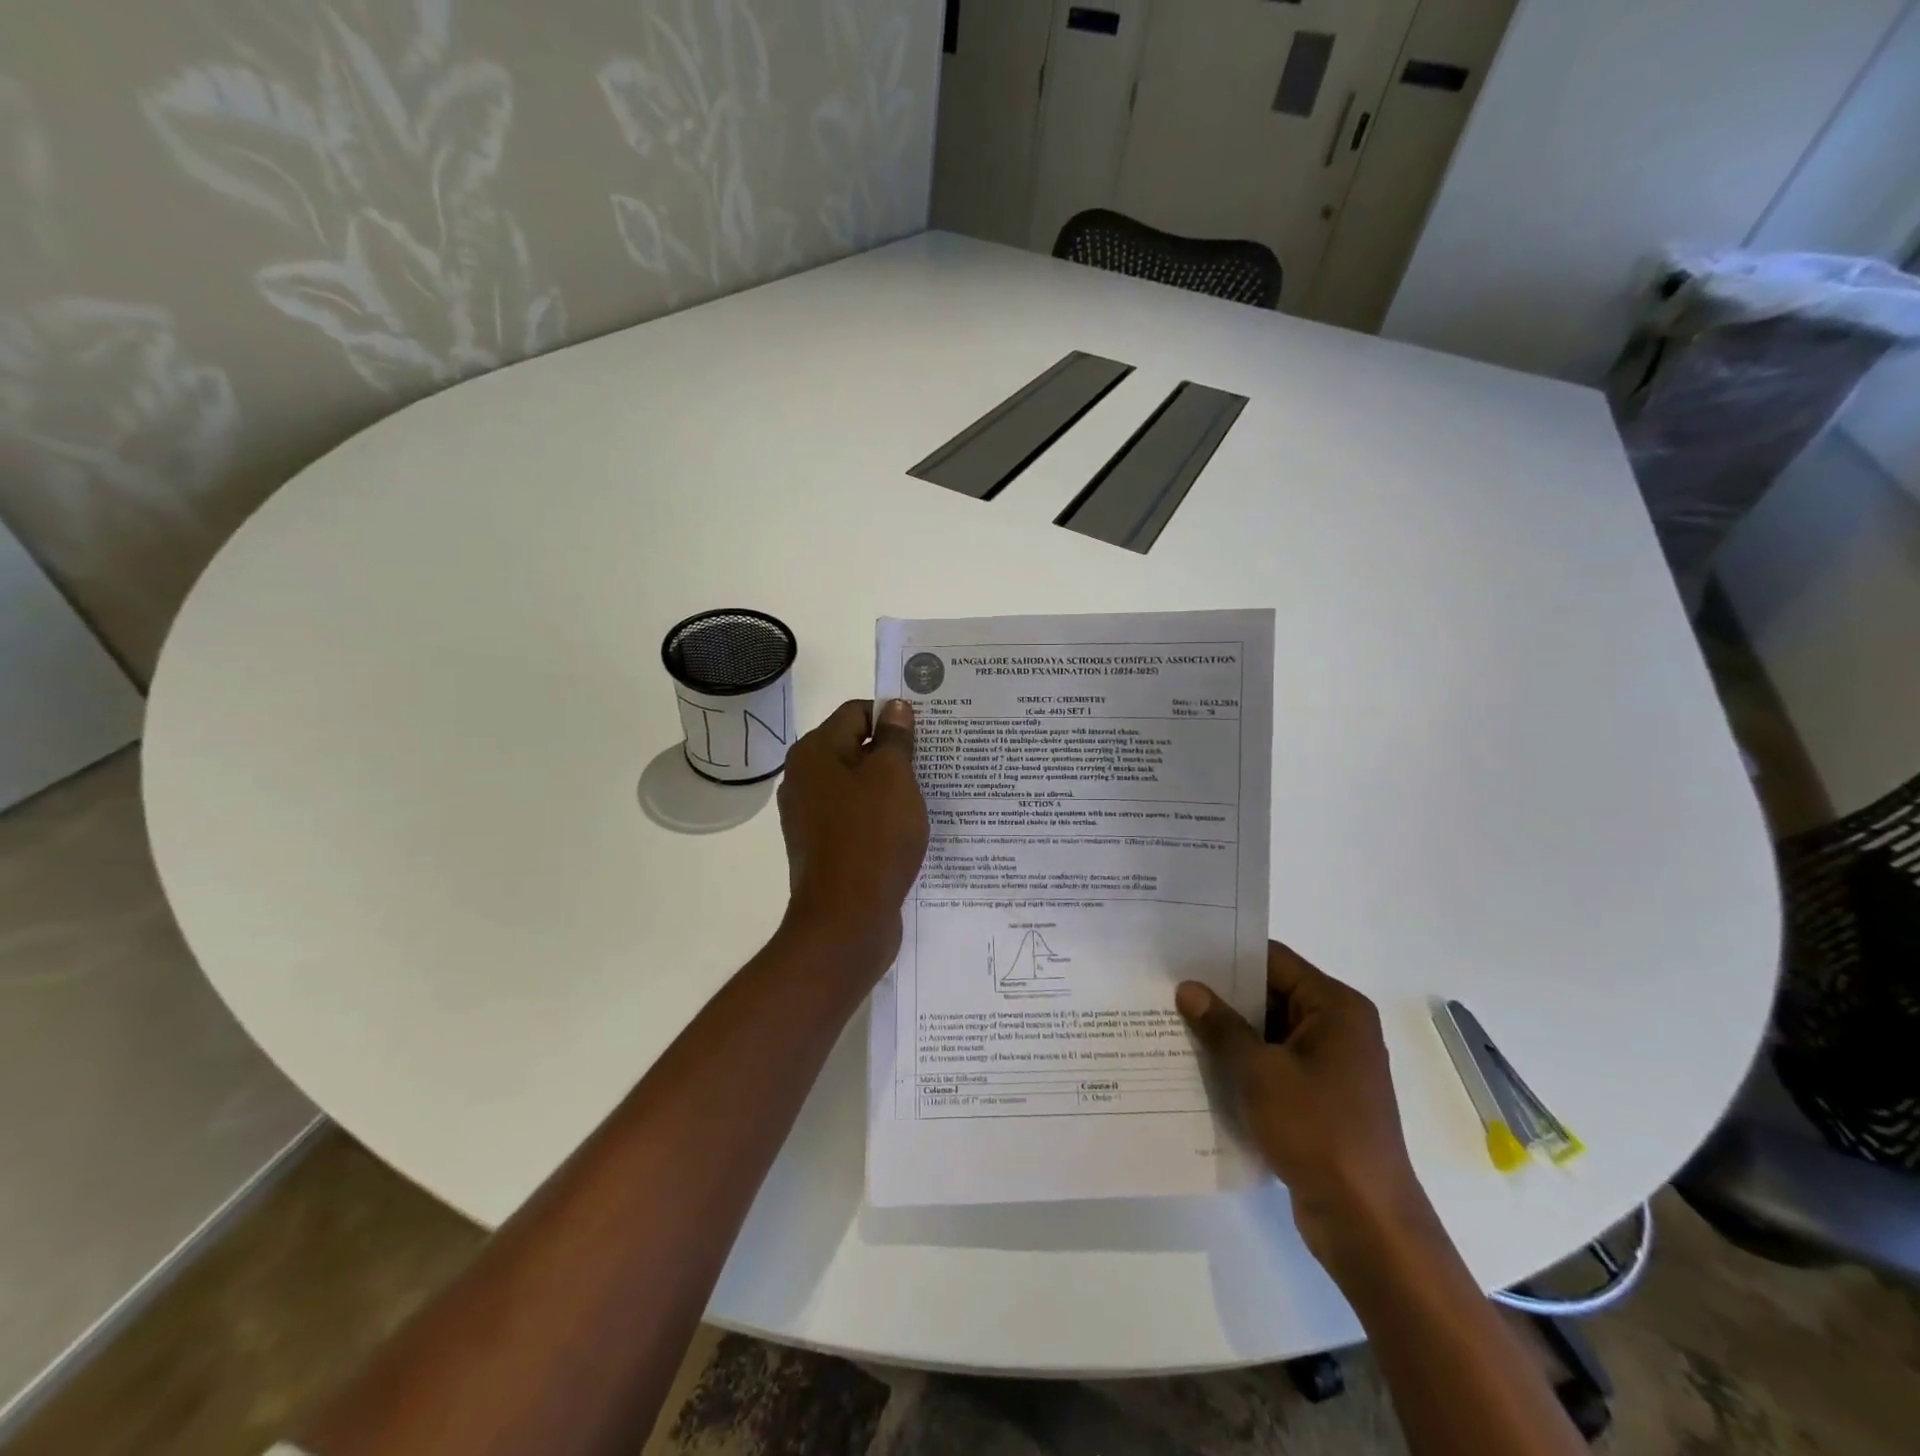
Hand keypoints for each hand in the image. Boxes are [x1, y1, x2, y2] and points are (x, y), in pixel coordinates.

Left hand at [776, 699, 928, 974]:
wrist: (845, 922)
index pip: (856, 713)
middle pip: (855, 749)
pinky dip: (880, 818)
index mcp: (814, 753)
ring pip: (857, 787)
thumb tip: (894, 707)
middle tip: (935, 762)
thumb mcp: (893, 779)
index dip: (892, 717)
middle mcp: (804, 780)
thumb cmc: (872, 839)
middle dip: (894, 753)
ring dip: (890, 788)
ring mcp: (810, 817)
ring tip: (928, 796)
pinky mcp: (822, 848)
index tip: (927, 732)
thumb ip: (895, 739)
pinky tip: (908, 830)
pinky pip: (855, 819)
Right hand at [1177, 943, 1428, 1268]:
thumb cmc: (1318, 1131)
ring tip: (1175, 1025)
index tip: (1182, 956)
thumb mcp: (1260, 1072)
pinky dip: (1244, 1064)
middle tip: (1169, 990)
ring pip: (1269, 1032)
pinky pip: (1275, 1064)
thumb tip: (1189, 989)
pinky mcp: (1321, 1098)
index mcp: (1335, 1007)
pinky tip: (1202, 1067)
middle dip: (1223, 996)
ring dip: (1230, 1033)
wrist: (1367, 1222)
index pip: (1274, 961)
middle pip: (1271, 994)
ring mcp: (1331, 1065)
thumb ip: (1221, 1026)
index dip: (1228, 956)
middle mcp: (1338, 1027)